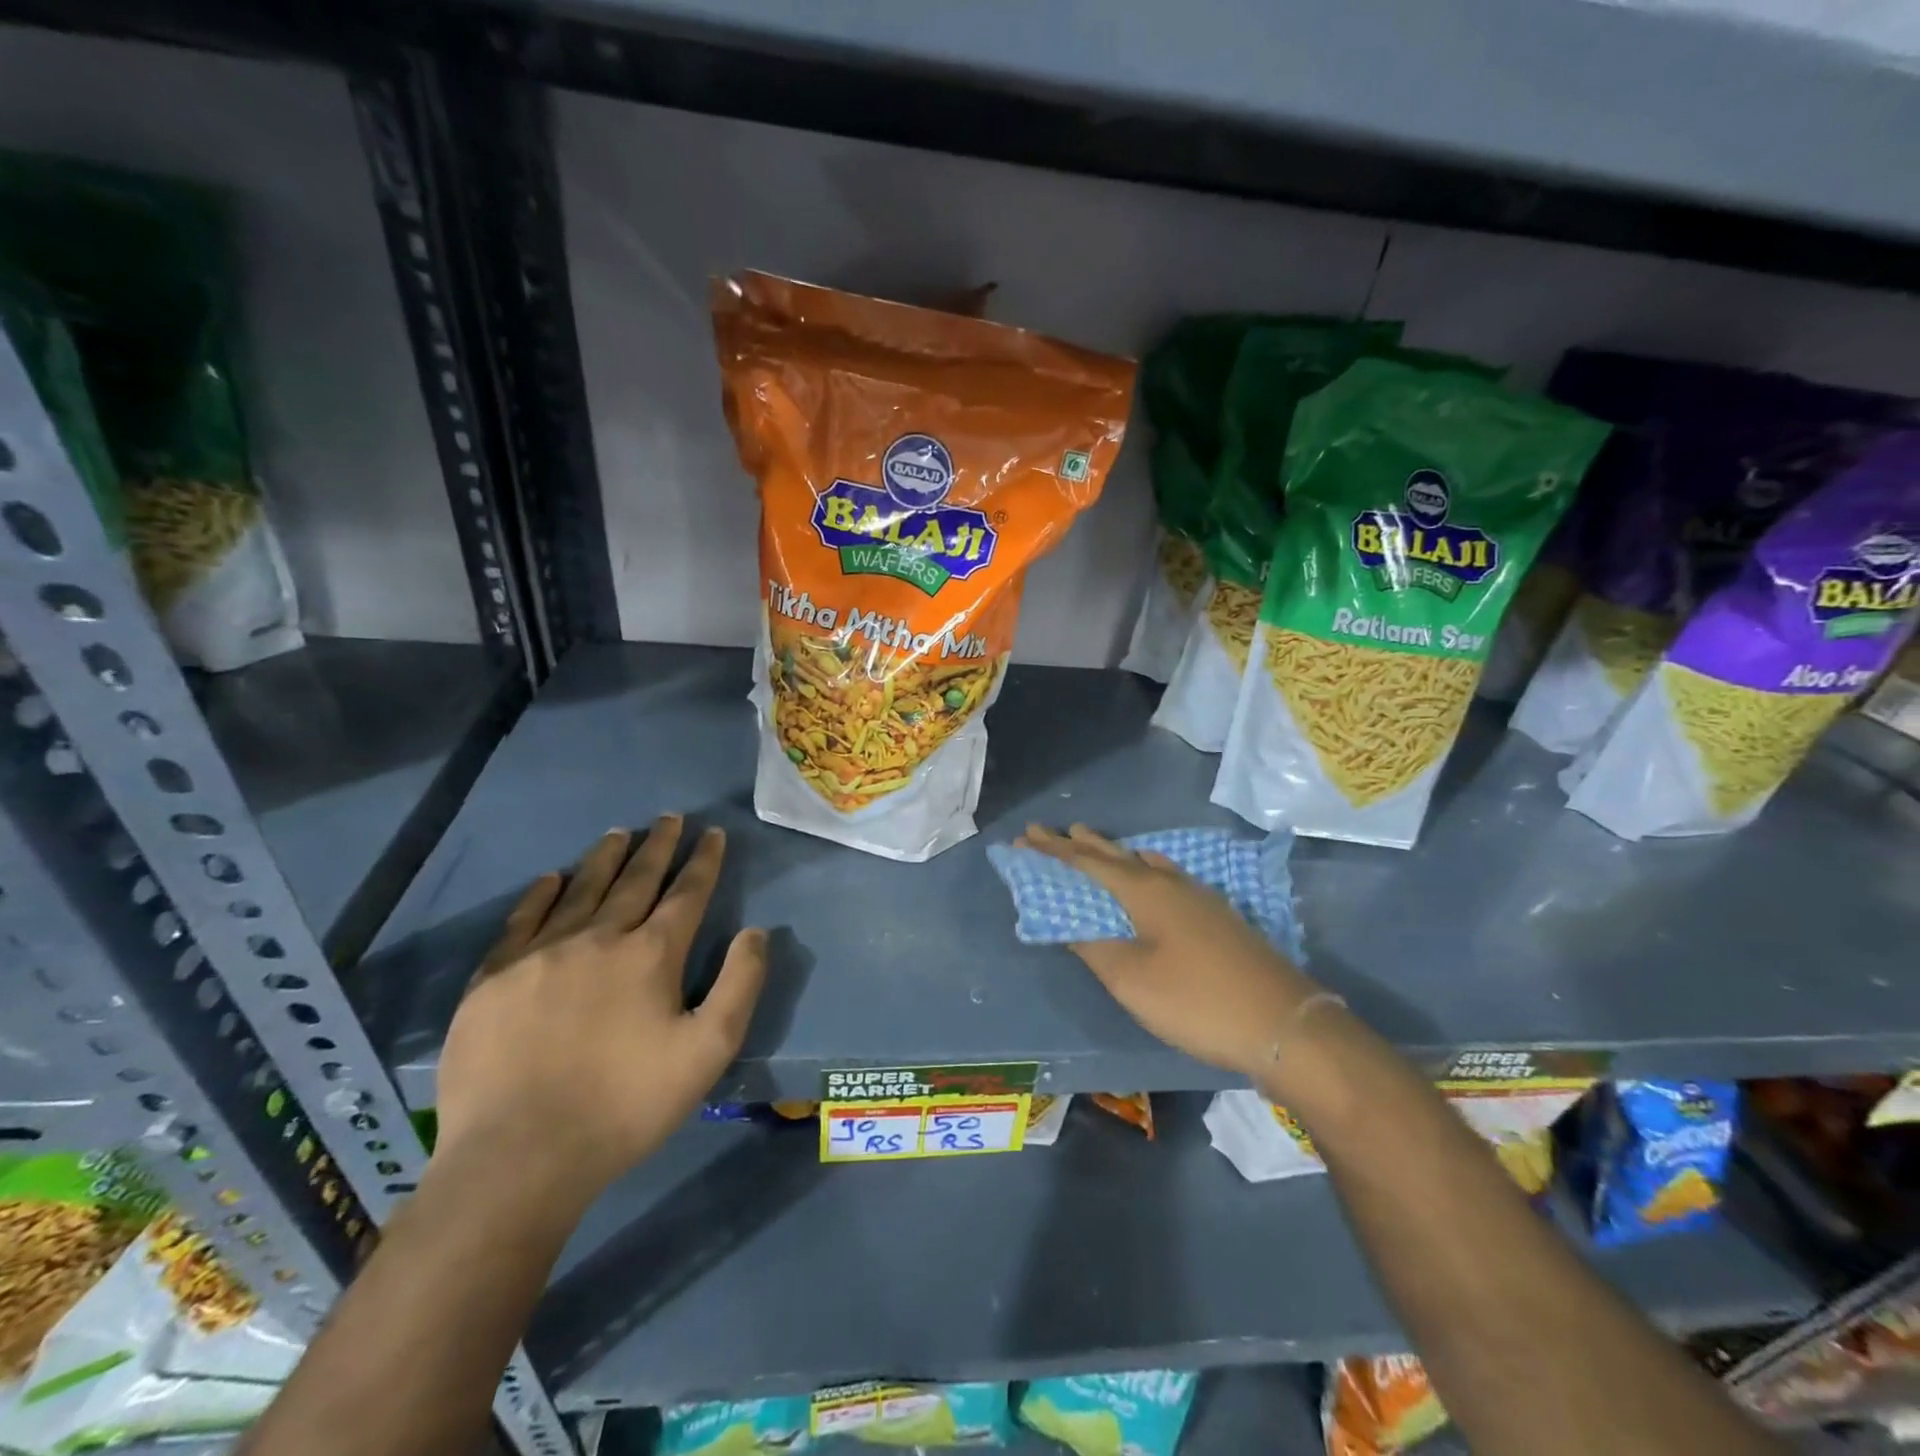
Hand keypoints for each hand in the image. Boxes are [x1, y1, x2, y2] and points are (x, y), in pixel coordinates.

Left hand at [434, 817, 766, 1203]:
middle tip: (669, 818)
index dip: (703, 860)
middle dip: (658, 846)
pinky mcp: (494, 979)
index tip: (712, 833)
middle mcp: (598, 938)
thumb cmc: (625, 1105)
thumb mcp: (708, 1051)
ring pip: (581, 889)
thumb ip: (740, 985)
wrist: (518, 1157)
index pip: (686, 892)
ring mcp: (540, 954)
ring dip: (605, 858)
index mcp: (651, 954)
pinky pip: (522, 920)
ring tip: (619, 833)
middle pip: (635, 879)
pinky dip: (542, 894)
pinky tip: (551, 879)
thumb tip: (755, 932)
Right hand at [1020, 824, 1322, 1079]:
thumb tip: (1067, 921)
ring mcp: (1198, 896)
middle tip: (1050, 830)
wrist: (1283, 1023)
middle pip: (1115, 856)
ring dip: (1113, 852)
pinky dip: (1144, 867)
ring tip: (1092, 840)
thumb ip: (1094, 946)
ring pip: (1144, 863)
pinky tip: (1153, 870)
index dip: (1053, 851)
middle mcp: (1169, 882)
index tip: (1025, 835)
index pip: (1087, 863)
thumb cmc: (1196, 1001)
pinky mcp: (1217, 914)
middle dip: (1079, 844)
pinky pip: (1167, 874)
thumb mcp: (1132, 979)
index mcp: (1144, 892)